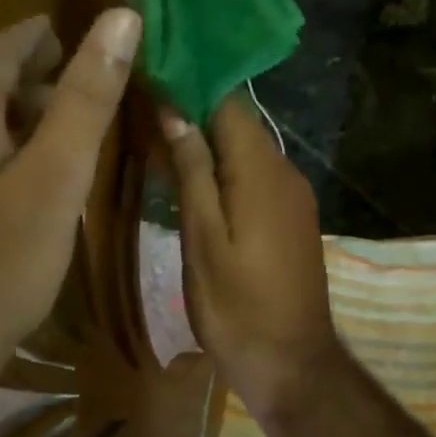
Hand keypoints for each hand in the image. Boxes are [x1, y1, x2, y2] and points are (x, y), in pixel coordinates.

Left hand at [0, 9, 140, 414]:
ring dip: (4, 116)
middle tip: (78, 90)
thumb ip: (86, 100)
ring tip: (53, 134)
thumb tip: (120, 19)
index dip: (43, 37)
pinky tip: (8, 186)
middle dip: (26, 78)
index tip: (79, 39)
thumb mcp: (54, 182)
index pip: (0, 47)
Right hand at [162, 98, 343, 422]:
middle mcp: (286, 172)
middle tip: (141, 109)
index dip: (190, 83)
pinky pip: (257, 176)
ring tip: (156, 139)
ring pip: (247, 150)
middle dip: (194, 111)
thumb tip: (175, 110)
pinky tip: (193, 180)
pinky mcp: (293, 217)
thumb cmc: (238, 308)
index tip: (150, 73)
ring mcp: (294, 195)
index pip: (229, 102)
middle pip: (239, 124)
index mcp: (262, 171)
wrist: (292, 363)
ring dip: (207, 142)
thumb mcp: (203, 240)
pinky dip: (226, 170)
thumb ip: (193, 172)